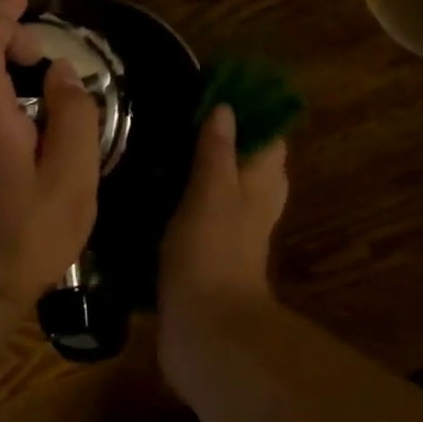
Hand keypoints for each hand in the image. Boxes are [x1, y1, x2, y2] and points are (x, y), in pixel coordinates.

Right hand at [158, 104, 288, 323]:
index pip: (268, 136)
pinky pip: (200, 212)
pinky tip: (154, 187)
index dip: (248, 111)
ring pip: (222, 186)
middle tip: (182, 115)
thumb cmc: (212, 251)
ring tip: (163, 142)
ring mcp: (232, 230)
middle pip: (246, 160)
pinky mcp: (207, 252)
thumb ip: (217, 150)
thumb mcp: (212, 191)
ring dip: (199, 166)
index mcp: (262, 183)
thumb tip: (227, 108)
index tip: (214, 90)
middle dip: (221, 137)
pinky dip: (184, 197)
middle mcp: (253, 203)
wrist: (204, 330)